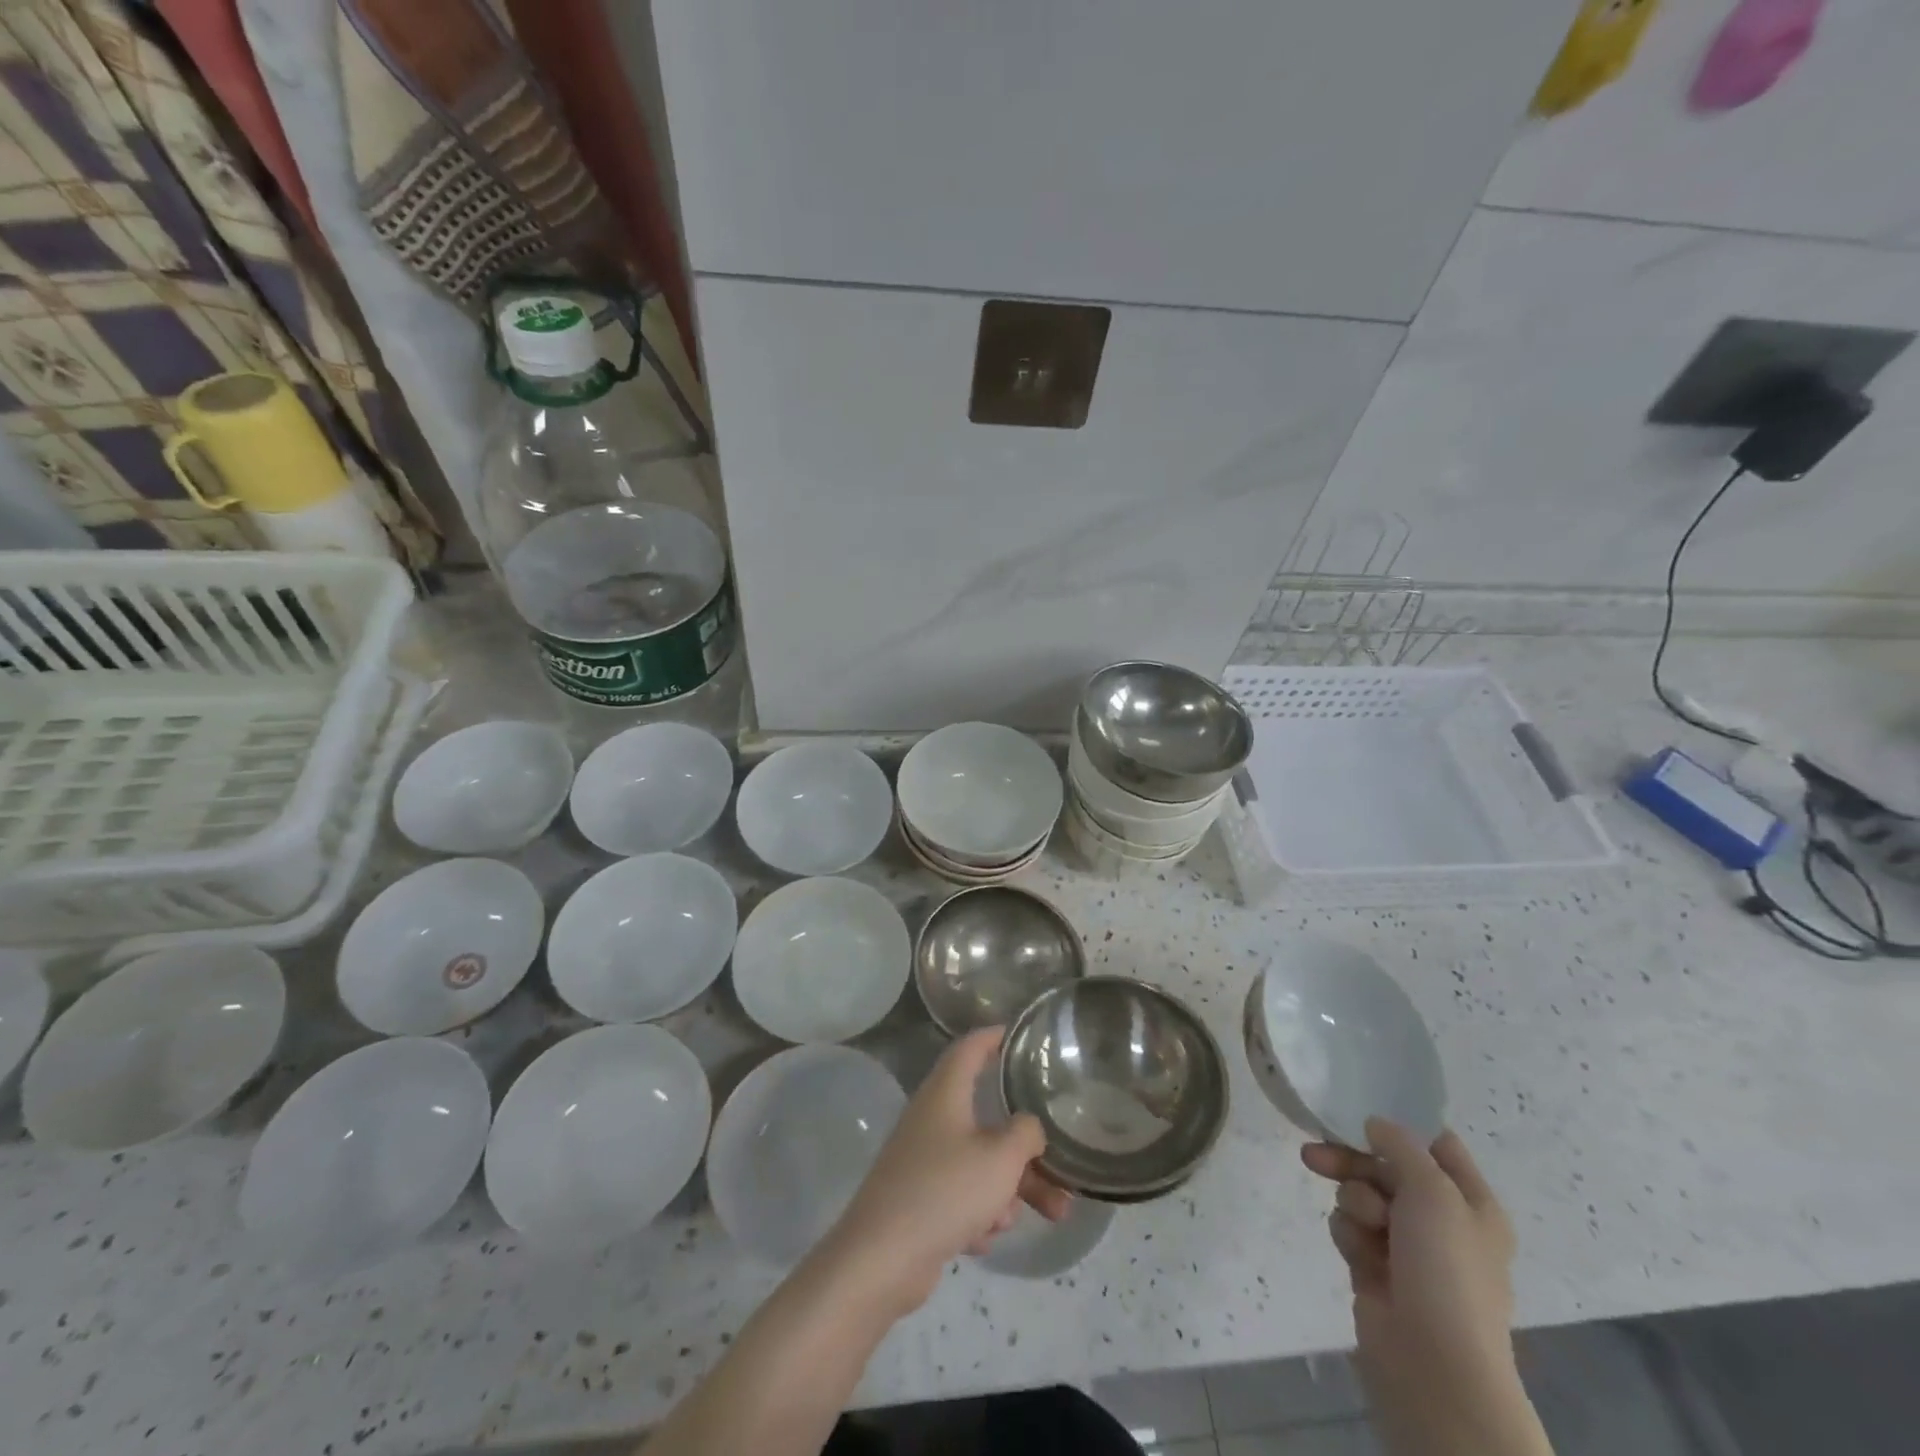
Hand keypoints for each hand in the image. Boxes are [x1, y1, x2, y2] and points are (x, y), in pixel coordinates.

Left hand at [820, 1028, 1071, 1317]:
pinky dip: (980, 1212)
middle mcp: (932, 1118)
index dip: (994, 1037)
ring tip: (1047, 1217)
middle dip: (1027, 1149)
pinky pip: (962, 1195)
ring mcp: (923, 1159)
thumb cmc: (946, 1191)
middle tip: (1063, 1168)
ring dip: (1011, 1188)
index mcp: (946, 1093)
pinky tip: (982, 1239)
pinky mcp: (919, 1198)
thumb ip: (1025, 1134)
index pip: (970, 1047)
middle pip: (988, 1119)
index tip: (1021, 1035)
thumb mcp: (1000, 1158)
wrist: (882, 1259)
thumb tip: (1028, 1126)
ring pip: (981, 1163)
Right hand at [1303, 1120, 1541, 1455]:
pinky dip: (1349, 1234)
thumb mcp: (1433, 1191)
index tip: (1363, 1112)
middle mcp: (1441, 1222)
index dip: (1403, 1127)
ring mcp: (1407, 1248)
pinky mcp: (1375, 1269)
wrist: (1434, 1364)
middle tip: (1314, 1153)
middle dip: (1351, 1160)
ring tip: (1360, 1225)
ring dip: (1353, 1202)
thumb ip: (1402, 1146)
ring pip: (1362, 1195)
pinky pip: (1350, 1229)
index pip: (1437, 1145)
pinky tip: (1357, 1254)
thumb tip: (1377, 1125)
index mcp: (1471, 1204)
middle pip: (1386, 1167)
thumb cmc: (1446, 1269)